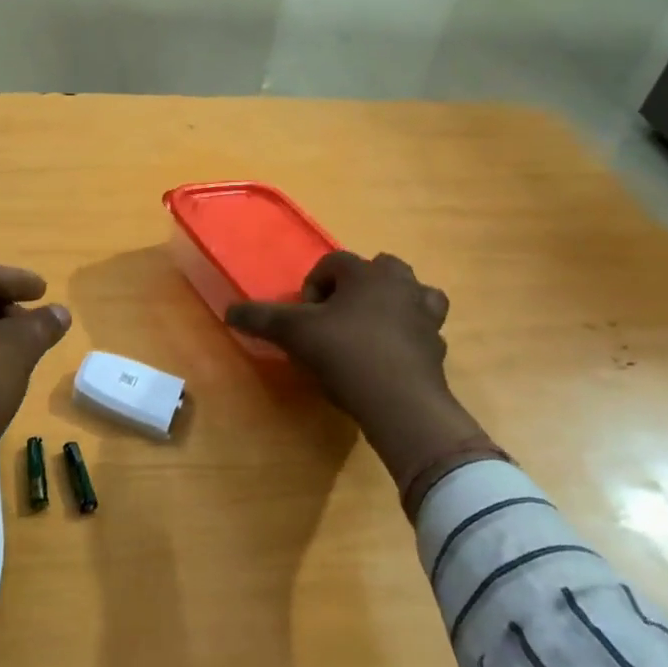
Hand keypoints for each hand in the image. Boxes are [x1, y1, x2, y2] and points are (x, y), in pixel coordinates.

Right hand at [227, 251, 501, 513]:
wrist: (401, 404)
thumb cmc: (345, 354)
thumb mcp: (294, 334)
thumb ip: (262, 318)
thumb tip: (229, 311)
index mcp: (366, 273)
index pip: (333, 262)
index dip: (312, 286)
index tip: (304, 316)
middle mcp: (401, 284)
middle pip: (377, 270)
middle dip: (355, 289)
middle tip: (336, 319)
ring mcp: (425, 315)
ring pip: (410, 295)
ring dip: (391, 306)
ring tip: (368, 332)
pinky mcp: (438, 347)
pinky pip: (422, 331)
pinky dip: (406, 338)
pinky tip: (387, 360)